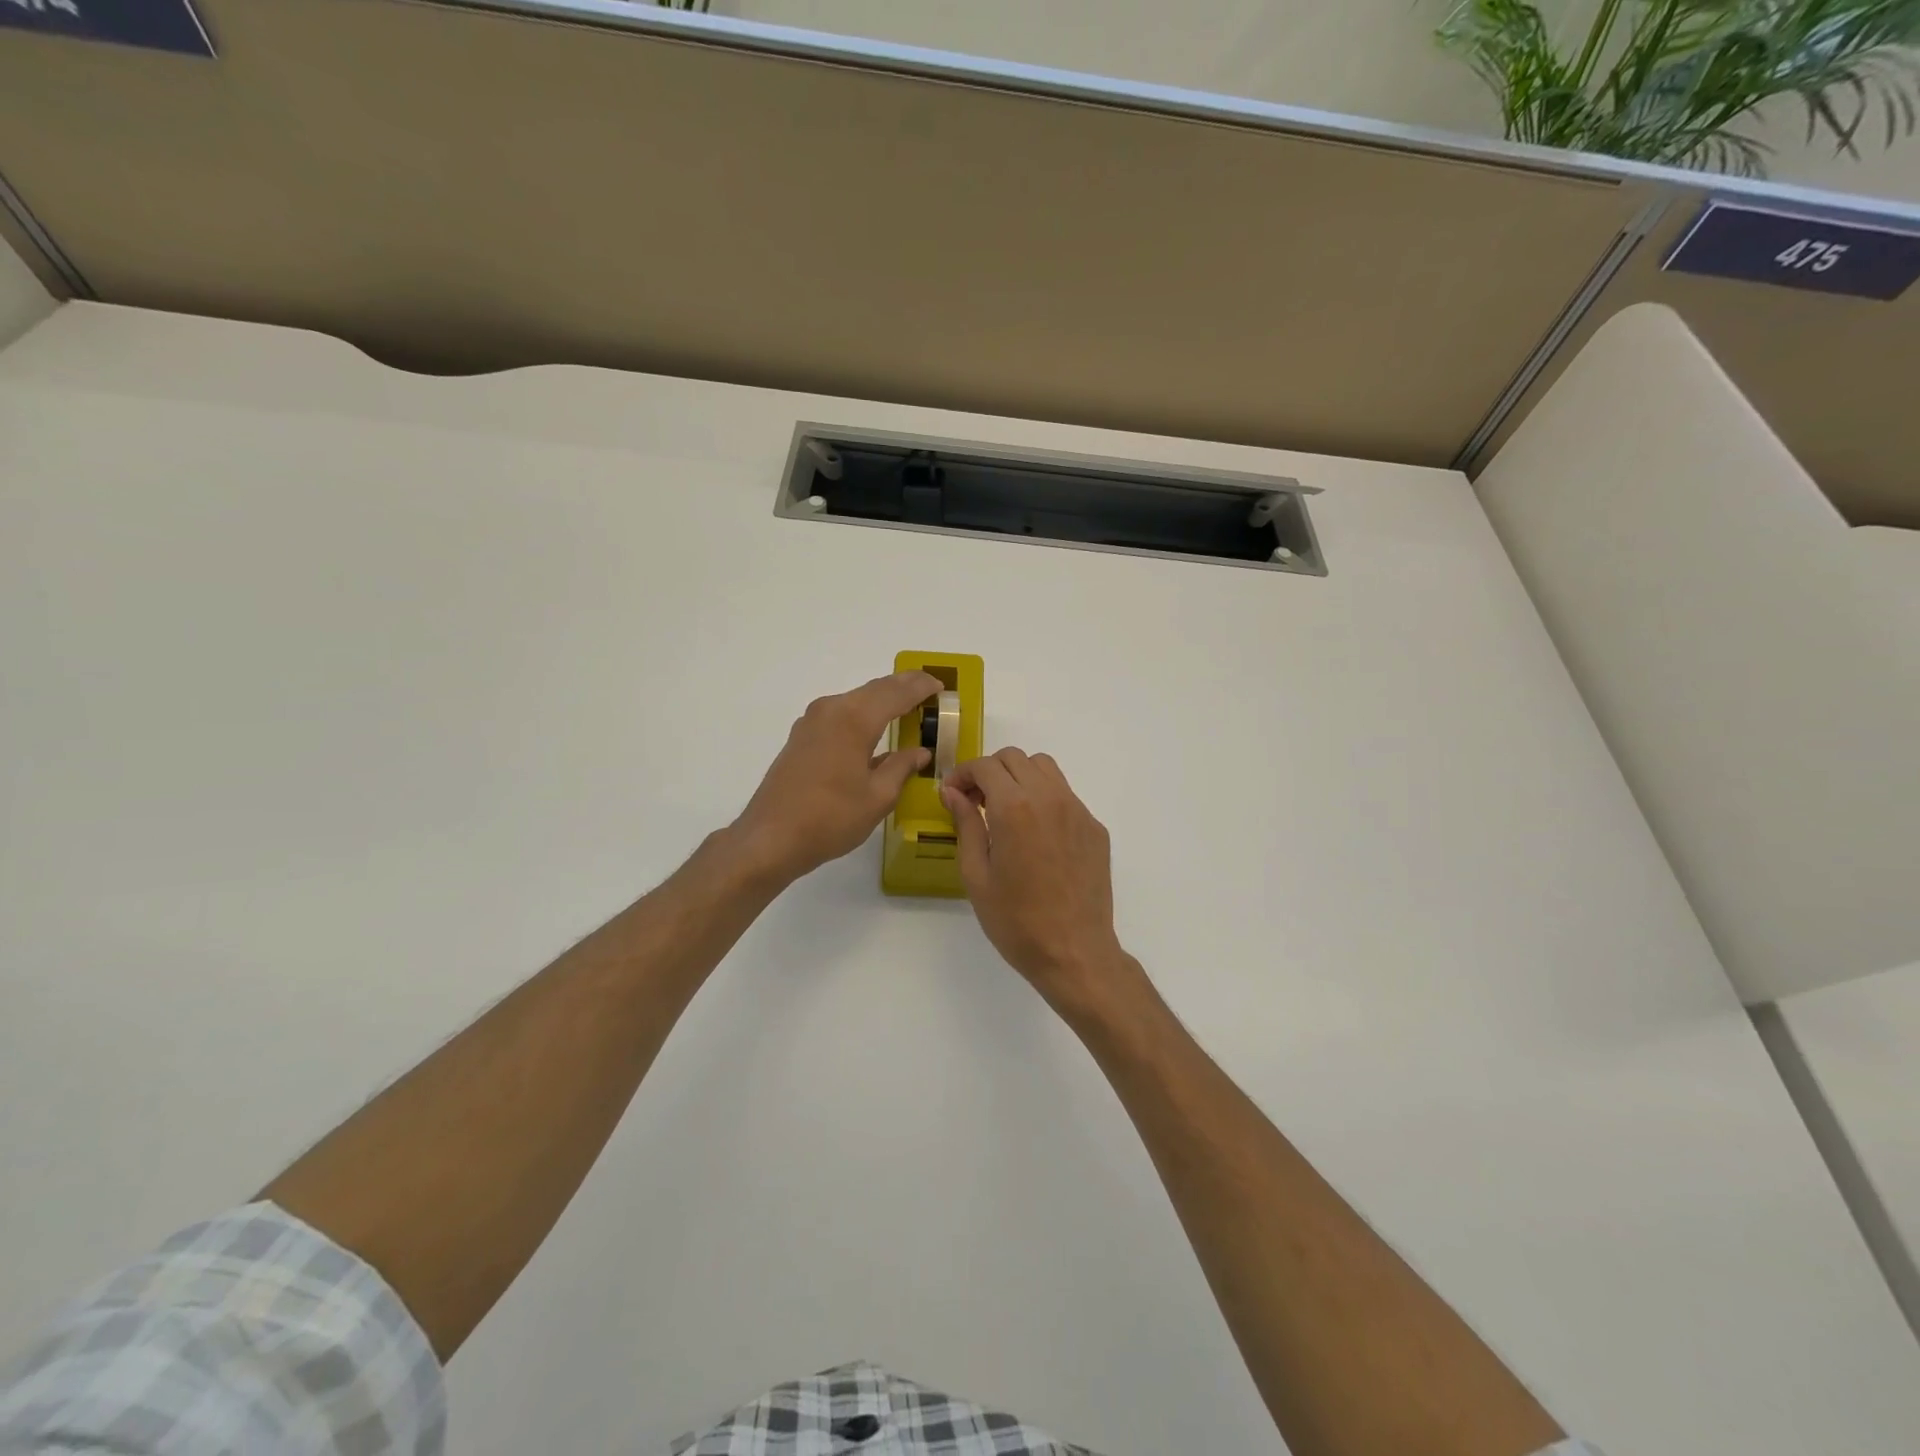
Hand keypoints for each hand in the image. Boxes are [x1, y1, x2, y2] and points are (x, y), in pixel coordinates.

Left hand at [732, 670, 943, 884]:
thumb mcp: (877, 797)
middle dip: (903, 686)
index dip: (921, 688)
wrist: (770, 838)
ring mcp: (812, 722)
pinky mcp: (801, 736)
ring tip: (906, 703)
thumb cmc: (830, 818)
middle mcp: (831, 710)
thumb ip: (901, 767)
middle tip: (929, 687)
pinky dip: (863, 712)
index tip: (941, 687)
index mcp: (854, 720)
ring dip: (882, 698)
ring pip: (856, 699)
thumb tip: (920, 752)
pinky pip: (840, 713)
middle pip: (875, 689)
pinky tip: (873, 726)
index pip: (896, 693)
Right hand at [942, 749, 1131, 1008]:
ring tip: (1005, 810)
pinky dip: (1044, 798)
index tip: (952, 794)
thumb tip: (953, 792)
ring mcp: (1078, 811)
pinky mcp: (1094, 828)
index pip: (985, 766)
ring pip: (1045, 769)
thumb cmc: (1016, 921)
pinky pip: (1065, 795)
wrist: (1074, 952)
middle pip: (1015, 759)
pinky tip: (1035, 834)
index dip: (962, 774)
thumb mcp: (976, 875)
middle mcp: (1049, 798)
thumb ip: (966, 825)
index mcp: (1015, 808)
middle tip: (974, 801)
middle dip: (989, 772)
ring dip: (1019, 777)